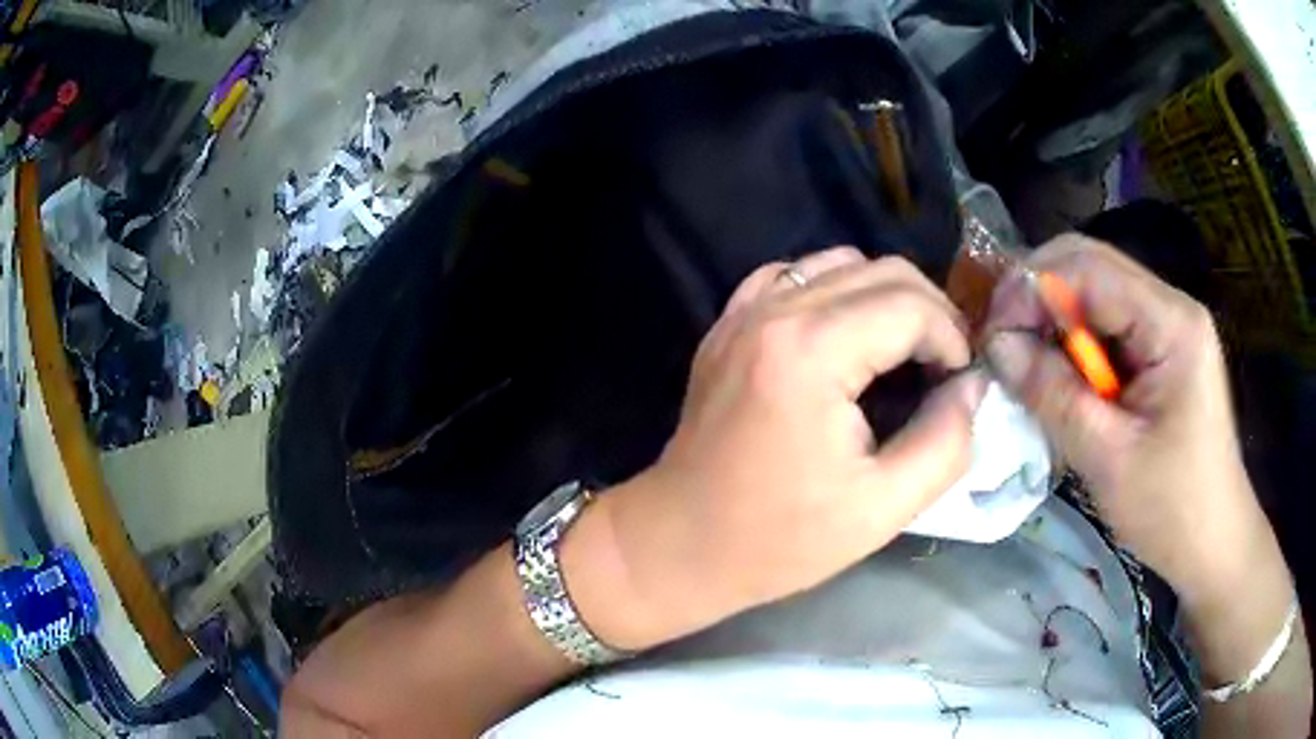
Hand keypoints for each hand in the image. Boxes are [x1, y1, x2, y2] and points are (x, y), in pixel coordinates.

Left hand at [590, 248, 985, 647]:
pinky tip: (844, 335)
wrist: (678, 543)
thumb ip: (946, 442)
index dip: (952, 338)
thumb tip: (973, 388)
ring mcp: (742, 312)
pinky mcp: (727, 325)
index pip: (911, 306)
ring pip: (839, 261)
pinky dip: (833, 291)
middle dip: (929, 311)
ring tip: (904, 349)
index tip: (960, 383)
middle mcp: (774, 311)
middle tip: (945, 366)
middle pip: (881, 269)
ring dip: (885, 296)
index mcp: (811, 353)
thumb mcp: (882, 509)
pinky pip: (793, 276)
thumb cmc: (778, 540)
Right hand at [982, 235, 1276, 605]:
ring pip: (1095, 294)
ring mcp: (1167, 326)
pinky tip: (1060, 379)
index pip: (1088, 268)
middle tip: (1002, 344)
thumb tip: (997, 346)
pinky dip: (1074, 346)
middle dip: (1038, 296)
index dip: (1032, 289)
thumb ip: (1053, 395)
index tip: (992, 336)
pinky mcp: (1161, 350)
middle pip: (1090, 266)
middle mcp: (1170, 306)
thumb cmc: (1171, 508)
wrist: (1213, 542)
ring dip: (1054, 322)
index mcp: (1170, 322)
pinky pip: (1107, 326)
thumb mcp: (1108, 457)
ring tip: (1025, 365)